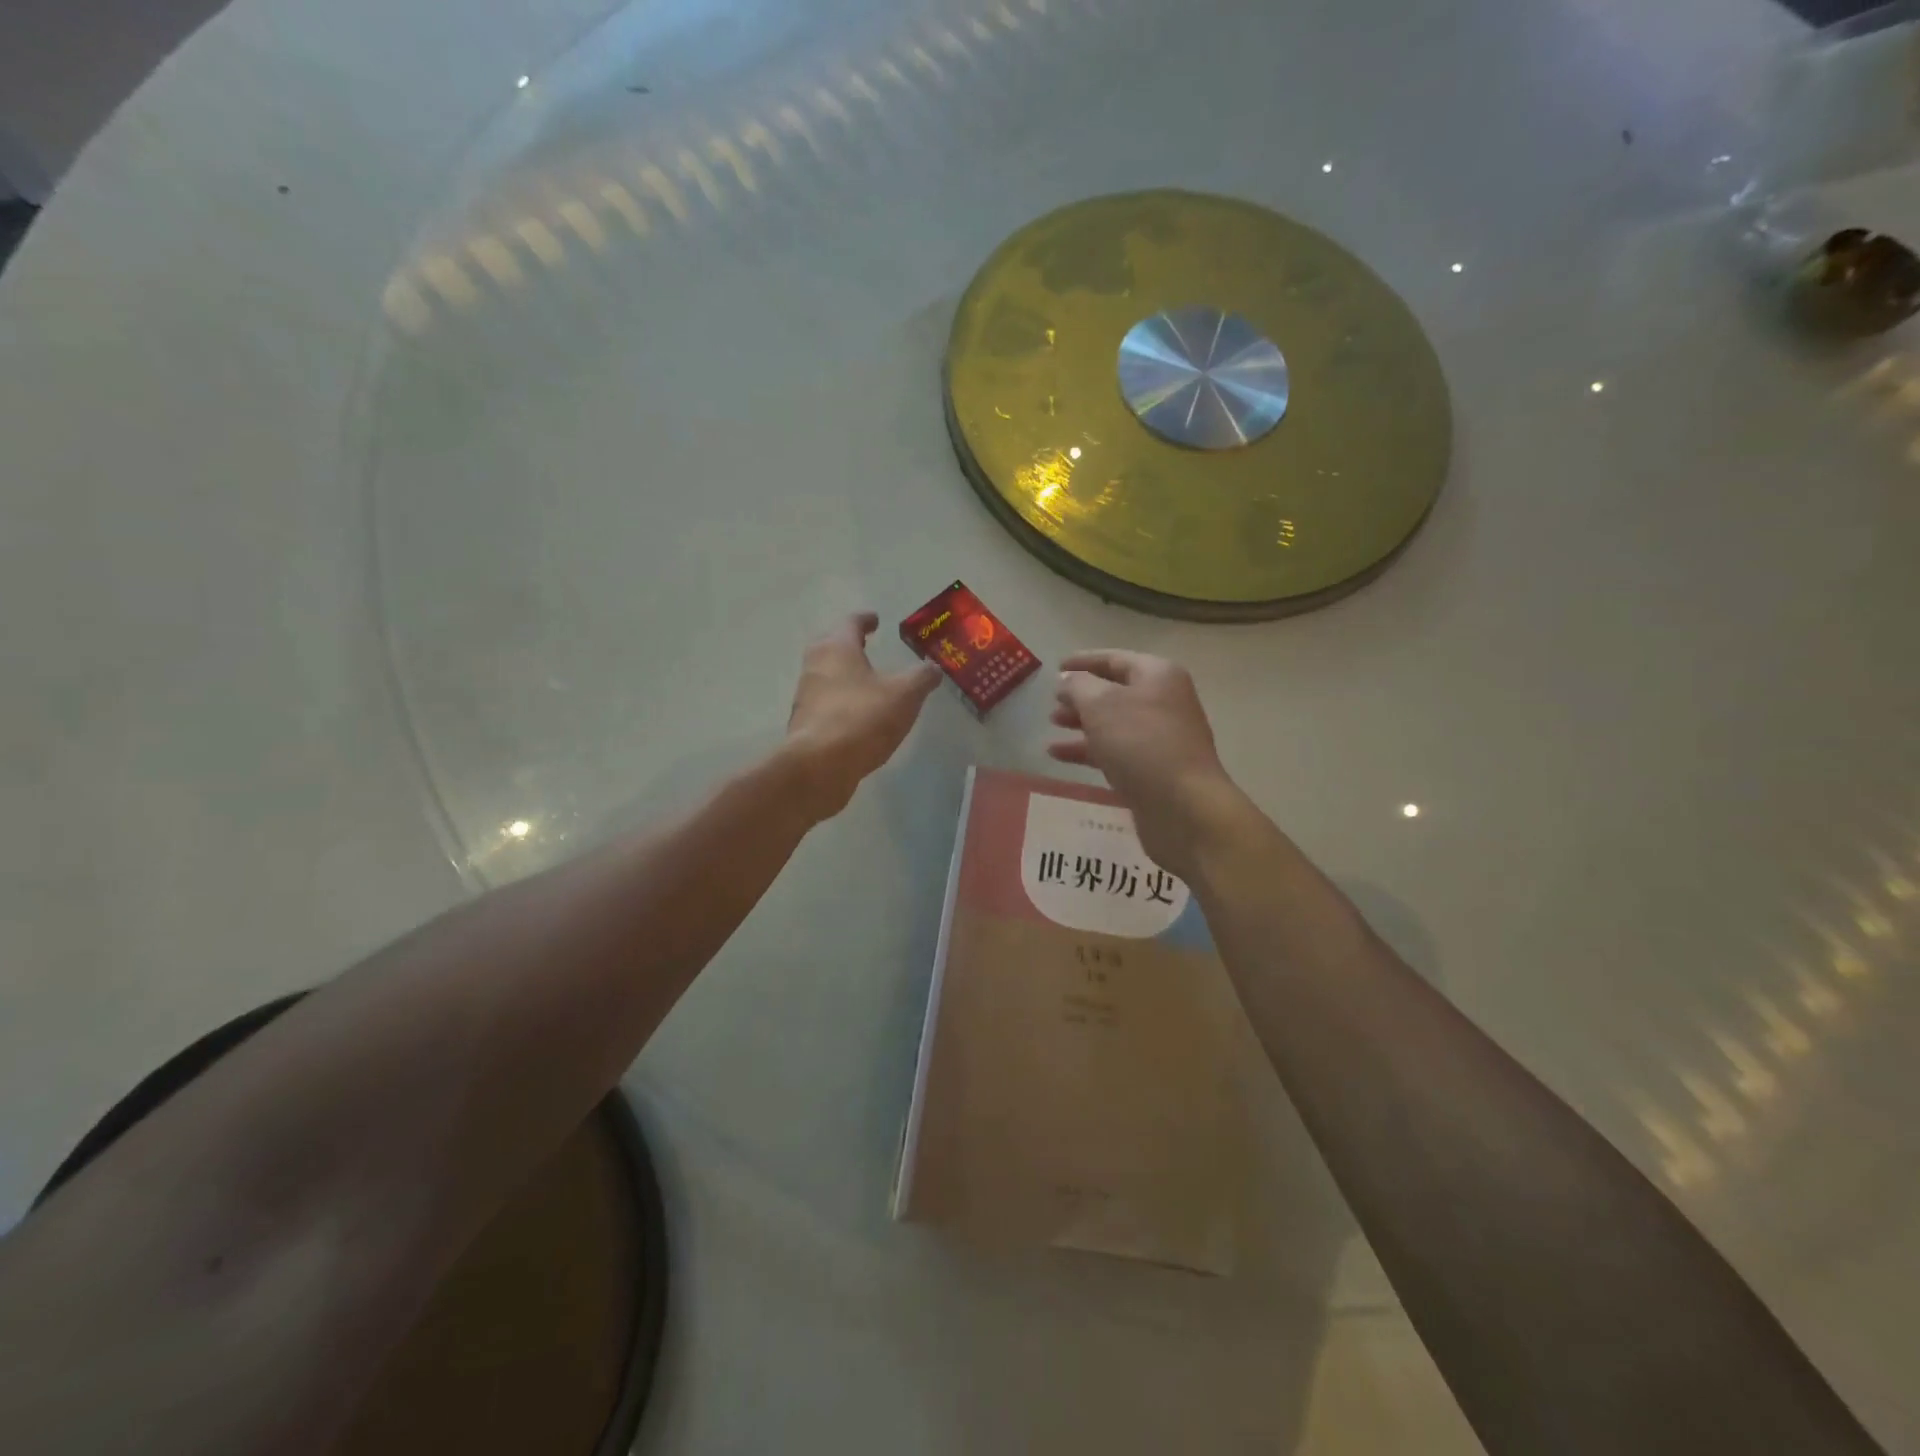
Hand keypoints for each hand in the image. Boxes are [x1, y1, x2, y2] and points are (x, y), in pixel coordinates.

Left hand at [785, 612, 942, 819]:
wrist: (819, 766)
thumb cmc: (863, 718)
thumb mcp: (905, 695)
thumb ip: (921, 678)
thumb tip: (934, 667)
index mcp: (837, 648)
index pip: (850, 623)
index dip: (865, 620)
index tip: (875, 620)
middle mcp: (815, 666)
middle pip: (830, 646)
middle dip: (848, 645)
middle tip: (865, 647)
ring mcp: (805, 696)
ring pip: (825, 676)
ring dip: (843, 675)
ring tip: (865, 683)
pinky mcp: (804, 724)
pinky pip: (825, 704)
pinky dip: (840, 702)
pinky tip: (857, 716)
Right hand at [1049, 650, 1242, 876]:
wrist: (1182, 805)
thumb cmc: (1140, 743)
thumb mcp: (1101, 704)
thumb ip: (1078, 686)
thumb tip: (1067, 679)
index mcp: (1157, 676)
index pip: (1115, 659)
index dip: (1083, 661)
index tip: (1055, 667)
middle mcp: (1163, 702)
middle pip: (1115, 692)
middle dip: (1081, 695)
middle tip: (1052, 702)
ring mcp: (1160, 738)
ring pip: (1114, 723)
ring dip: (1082, 723)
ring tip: (1053, 725)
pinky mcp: (1153, 769)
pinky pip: (1115, 751)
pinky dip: (1088, 750)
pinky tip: (1059, 755)